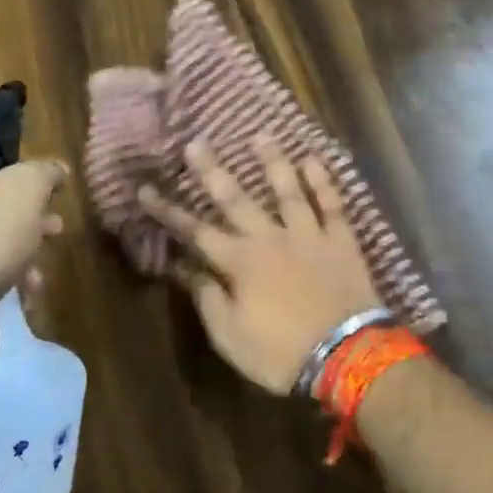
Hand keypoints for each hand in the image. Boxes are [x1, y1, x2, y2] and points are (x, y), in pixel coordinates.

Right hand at [139, 137, 381, 395]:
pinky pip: (332, 204)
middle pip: (236, 199)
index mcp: (240, 263)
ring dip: (271, 162)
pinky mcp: (340, 240)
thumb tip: (187, 269)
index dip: (169, 211)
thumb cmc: (281, 353)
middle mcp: (270, 238)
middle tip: (196, 143)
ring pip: (287, 191)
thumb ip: (208, 299)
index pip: (195, 231)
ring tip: (259, 136)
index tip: (146, 189)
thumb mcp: (231, 337)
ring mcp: (308, 235)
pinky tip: (313, 159)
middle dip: (212, 171)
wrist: (346, 356)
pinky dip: (323, 181)